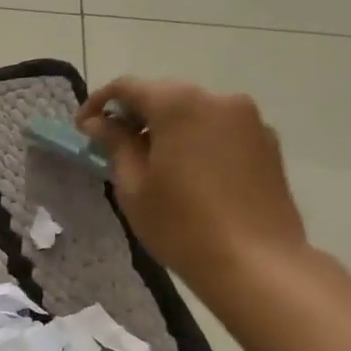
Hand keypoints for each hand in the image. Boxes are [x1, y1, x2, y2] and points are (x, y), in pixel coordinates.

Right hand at [76, 77, 309, 305]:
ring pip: (195, 112)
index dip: (99, 103)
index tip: (83, 129)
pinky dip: (198, 141)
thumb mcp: (133, 186)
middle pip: (165, 95)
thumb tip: (98, 122)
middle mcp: (218, 100)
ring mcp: (249, 120)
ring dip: (168, 129)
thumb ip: (115, 144)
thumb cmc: (181, 225)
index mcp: (179, 105)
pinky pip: (221, 130)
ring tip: (154, 165)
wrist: (256, 263)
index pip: (128, 87)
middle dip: (136, 116)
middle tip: (115, 148)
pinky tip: (191, 176)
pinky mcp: (267, 143)